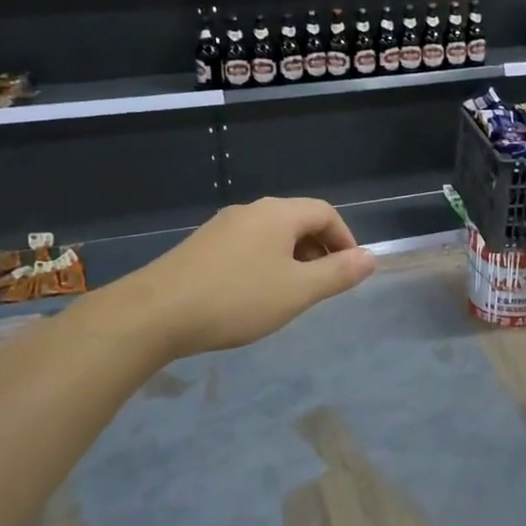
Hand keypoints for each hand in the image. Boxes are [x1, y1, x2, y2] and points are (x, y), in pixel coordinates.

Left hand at [135, 197, 375, 357]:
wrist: (154, 314)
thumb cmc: (236, 299)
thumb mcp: (297, 291)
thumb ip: (338, 273)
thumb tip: (371, 258)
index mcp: (278, 214)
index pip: (325, 212)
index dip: (345, 238)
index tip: (351, 270)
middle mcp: (251, 211)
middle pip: (298, 220)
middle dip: (319, 249)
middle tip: (325, 285)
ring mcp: (221, 227)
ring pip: (271, 235)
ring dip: (292, 258)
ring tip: (292, 293)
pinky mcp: (201, 247)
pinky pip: (247, 246)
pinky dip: (265, 264)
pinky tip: (255, 295)